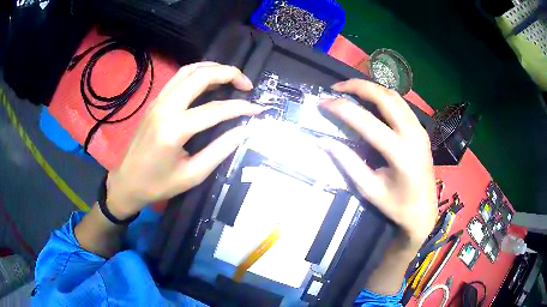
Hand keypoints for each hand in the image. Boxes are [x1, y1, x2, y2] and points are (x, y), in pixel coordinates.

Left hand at [106, 62, 262, 218]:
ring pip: (189, 70)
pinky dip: (197, 72)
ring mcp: (158, 101)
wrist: (127, 182)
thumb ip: (220, 150)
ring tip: (232, 77)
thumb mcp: (192, 175)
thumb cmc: (158, 185)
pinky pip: (179, 77)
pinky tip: (209, 80)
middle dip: (229, 74)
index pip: (215, 109)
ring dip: (213, 68)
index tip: (259, 109)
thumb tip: (244, 130)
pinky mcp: (155, 101)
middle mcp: (165, 108)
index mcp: (174, 129)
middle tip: (247, 84)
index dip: (241, 107)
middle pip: (201, 76)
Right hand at [320, 79, 436, 247]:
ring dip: (371, 88)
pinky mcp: (422, 129)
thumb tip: (322, 141)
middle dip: (358, 86)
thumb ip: (347, 162)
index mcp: (400, 154)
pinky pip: (402, 104)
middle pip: (384, 97)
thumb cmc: (396, 206)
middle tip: (336, 87)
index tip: (322, 102)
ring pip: (394, 96)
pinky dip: (383, 96)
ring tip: (351, 90)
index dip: (341, 108)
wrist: (424, 212)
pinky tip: (371, 100)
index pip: (366, 121)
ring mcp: (420, 129)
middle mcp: (413, 135)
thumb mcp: (369, 189)